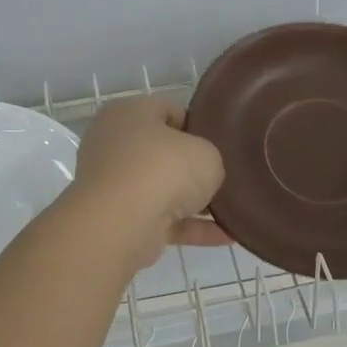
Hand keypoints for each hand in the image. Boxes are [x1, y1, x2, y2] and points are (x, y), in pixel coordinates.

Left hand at [65, 97, 229, 269]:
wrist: (122, 225)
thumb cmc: (163, 170)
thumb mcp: (207, 153)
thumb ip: (209, 158)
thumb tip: (205, 174)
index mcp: (128, 113)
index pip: (168, 111)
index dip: (199, 125)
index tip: (222, 143)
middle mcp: (114, 145)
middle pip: (163, 153)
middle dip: (194, 168)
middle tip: (225, 176)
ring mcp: (114, 185)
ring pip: (162, 190)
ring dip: (194, 202)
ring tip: (232, 210)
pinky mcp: (119, 220)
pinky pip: (163, 221)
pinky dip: (191, 228)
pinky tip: (226, 236)